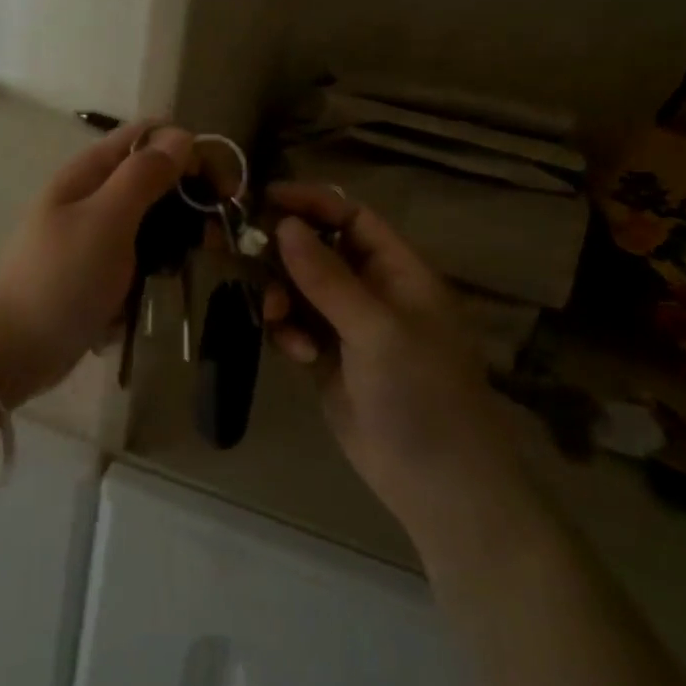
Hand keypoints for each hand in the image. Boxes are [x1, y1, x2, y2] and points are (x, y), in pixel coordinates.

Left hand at [0, 122, 192, 404]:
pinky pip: (140, 252)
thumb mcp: (106, 221)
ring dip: (178, 233)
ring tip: (200, 259)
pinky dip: (158, 262)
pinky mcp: (99, 268)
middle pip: (153, 176)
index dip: (187, 149)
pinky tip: (171, 282)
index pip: (147, 136)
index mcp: (89, 172)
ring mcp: (95, 233)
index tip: (219, 186)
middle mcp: (93, 194)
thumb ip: (144, 175)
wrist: (15, 351)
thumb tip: (181, 135)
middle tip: (216, 232)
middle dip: (189, 196)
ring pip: (151, 217)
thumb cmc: (62, 280)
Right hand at [262, 182, 515, 529]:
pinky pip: (296, 326)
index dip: (311, 203)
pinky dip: (288, 332)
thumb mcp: (377, 329)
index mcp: (399, 271)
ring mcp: (349, 326)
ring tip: (274, 318)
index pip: (351, 218)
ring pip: (300, 289)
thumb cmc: (421, 394)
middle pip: (318, 250)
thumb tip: (284, 224)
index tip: (264, 199)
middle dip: (284, 253)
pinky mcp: (329, 359)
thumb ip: (327, 277)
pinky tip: (296, 354)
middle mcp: (373, 291)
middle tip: (247, 256)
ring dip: (281, 296)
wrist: (438, 486)